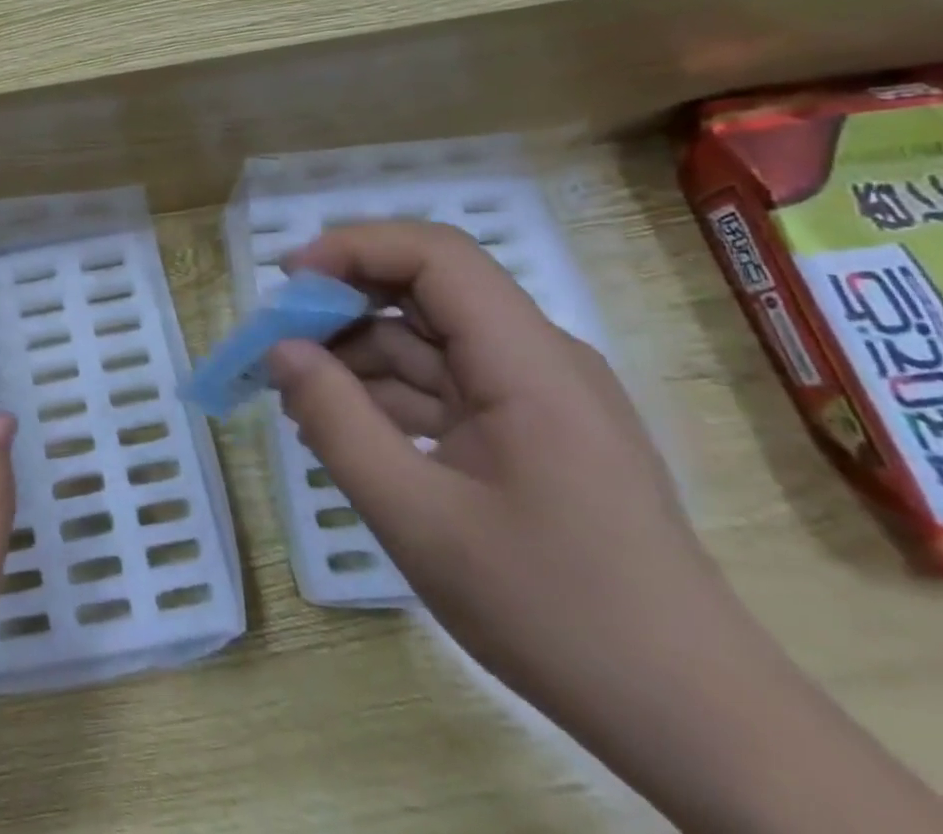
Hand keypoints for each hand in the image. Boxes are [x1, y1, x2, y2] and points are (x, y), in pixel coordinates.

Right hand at [265, 221, 713, 715]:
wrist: (694, 721)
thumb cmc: (555, 612)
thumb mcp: (417, 518)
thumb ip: (336, 422)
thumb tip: (279, 350)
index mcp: (528, 361)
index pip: (436, 254)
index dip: (354, 248)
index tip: (288, 284)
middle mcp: (537, 358)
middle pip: (428, 290)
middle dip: (344, 303)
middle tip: (277, 341)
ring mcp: (536, 395)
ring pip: (429, 340)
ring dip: (358, 354)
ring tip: (296, 395)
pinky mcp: (530, 430)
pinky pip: (444, 386)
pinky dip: (387, 394)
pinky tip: (343, 427)